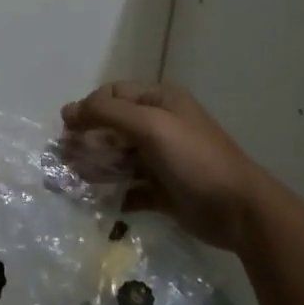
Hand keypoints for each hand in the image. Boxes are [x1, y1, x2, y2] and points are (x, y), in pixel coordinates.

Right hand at [61, 82, 288, 252]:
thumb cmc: (194, 159)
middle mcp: (160, 125)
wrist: (238, 210)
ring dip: (96, 167)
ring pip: (118, 158)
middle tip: (65, 161)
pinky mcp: (163, 190)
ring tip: (76, 182)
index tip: (67, 132)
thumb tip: (68, 110)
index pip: (112, 94)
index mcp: (160, 100)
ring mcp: (162, 159)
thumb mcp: (151, 126)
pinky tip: (99, 202)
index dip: (87, 109)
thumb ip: (108, 113)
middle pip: (112, 127)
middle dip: (87, 141)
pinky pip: (129, 187)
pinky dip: (113, 193)